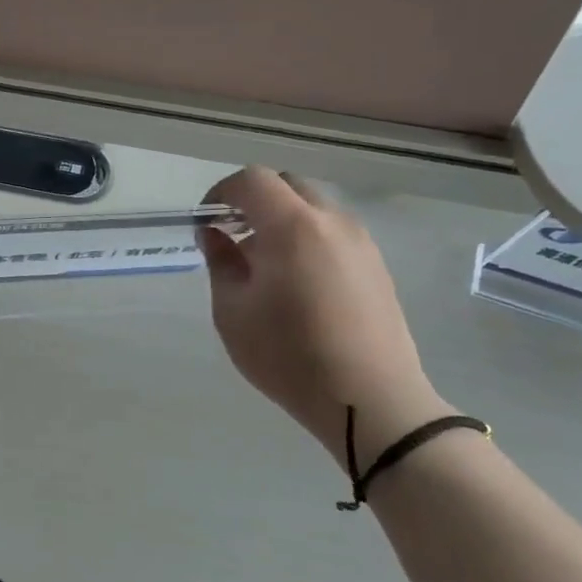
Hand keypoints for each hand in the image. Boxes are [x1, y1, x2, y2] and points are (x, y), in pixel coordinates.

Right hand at [199, 168, 449, 467]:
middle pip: (286, 185)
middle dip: (252, 200)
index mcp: (292, 227)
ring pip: (313, 207)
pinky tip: (294, 281)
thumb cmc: (289, 356)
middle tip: (231, 235)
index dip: (221, 193)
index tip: (205, 223)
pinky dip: (305, 237)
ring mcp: (361, 242)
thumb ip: (221, 262)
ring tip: (261, 263)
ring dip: (281, 218)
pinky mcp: (376, 265)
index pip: (252, 181)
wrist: (370, 401)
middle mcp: (332, 222)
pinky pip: (332, 231)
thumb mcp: (233, 311)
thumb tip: (215, 234)